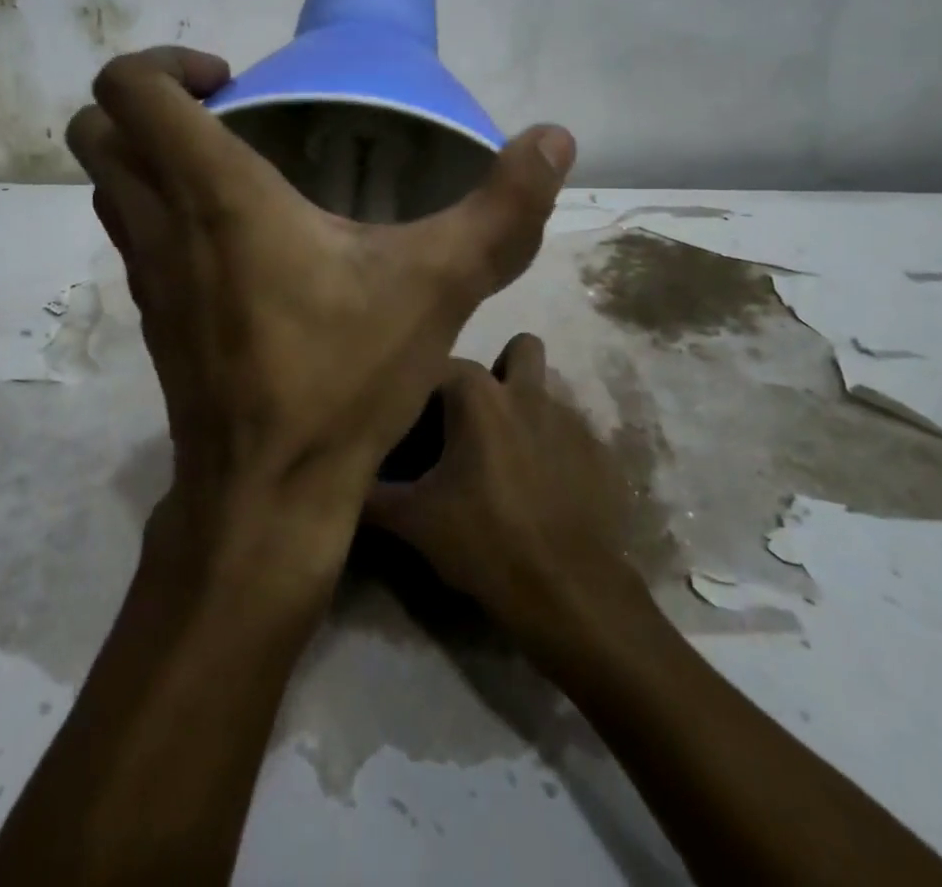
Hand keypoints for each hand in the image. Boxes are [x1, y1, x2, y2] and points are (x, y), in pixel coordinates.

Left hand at [64, 47, 576, 564]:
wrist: (266, 495)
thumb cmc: (342, 377)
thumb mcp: (440, 285)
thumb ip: (503, 208)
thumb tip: (555, 137)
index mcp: (213, 192)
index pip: (128, 87)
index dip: (165, 61)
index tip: (233, 82)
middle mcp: (157, 220)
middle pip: (95, 126)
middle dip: (147, 100)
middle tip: (225, 113)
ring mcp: (142, 272)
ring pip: (105, 181)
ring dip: (148, 152)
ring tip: (231, 163)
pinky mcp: (150, 312)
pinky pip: (129, 231)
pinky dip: (158, 206)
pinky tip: (233, 236)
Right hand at [367, 333, 650, 649]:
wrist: (569, 593)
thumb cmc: (483, 541)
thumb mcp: (412, 520)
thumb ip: (370, 494)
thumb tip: (340, 482)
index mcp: (478, 396)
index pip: (442, 364)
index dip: (426, 389)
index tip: (416, 421)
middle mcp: (528, 392)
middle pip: (519, 349)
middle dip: (500, 372)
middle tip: (476, 421)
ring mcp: (571, 420)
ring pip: (549, 390)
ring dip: (528, 409)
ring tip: (510, 458)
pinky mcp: (602, 454)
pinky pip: (574, 433)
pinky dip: (556, 449)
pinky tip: (545, 491)